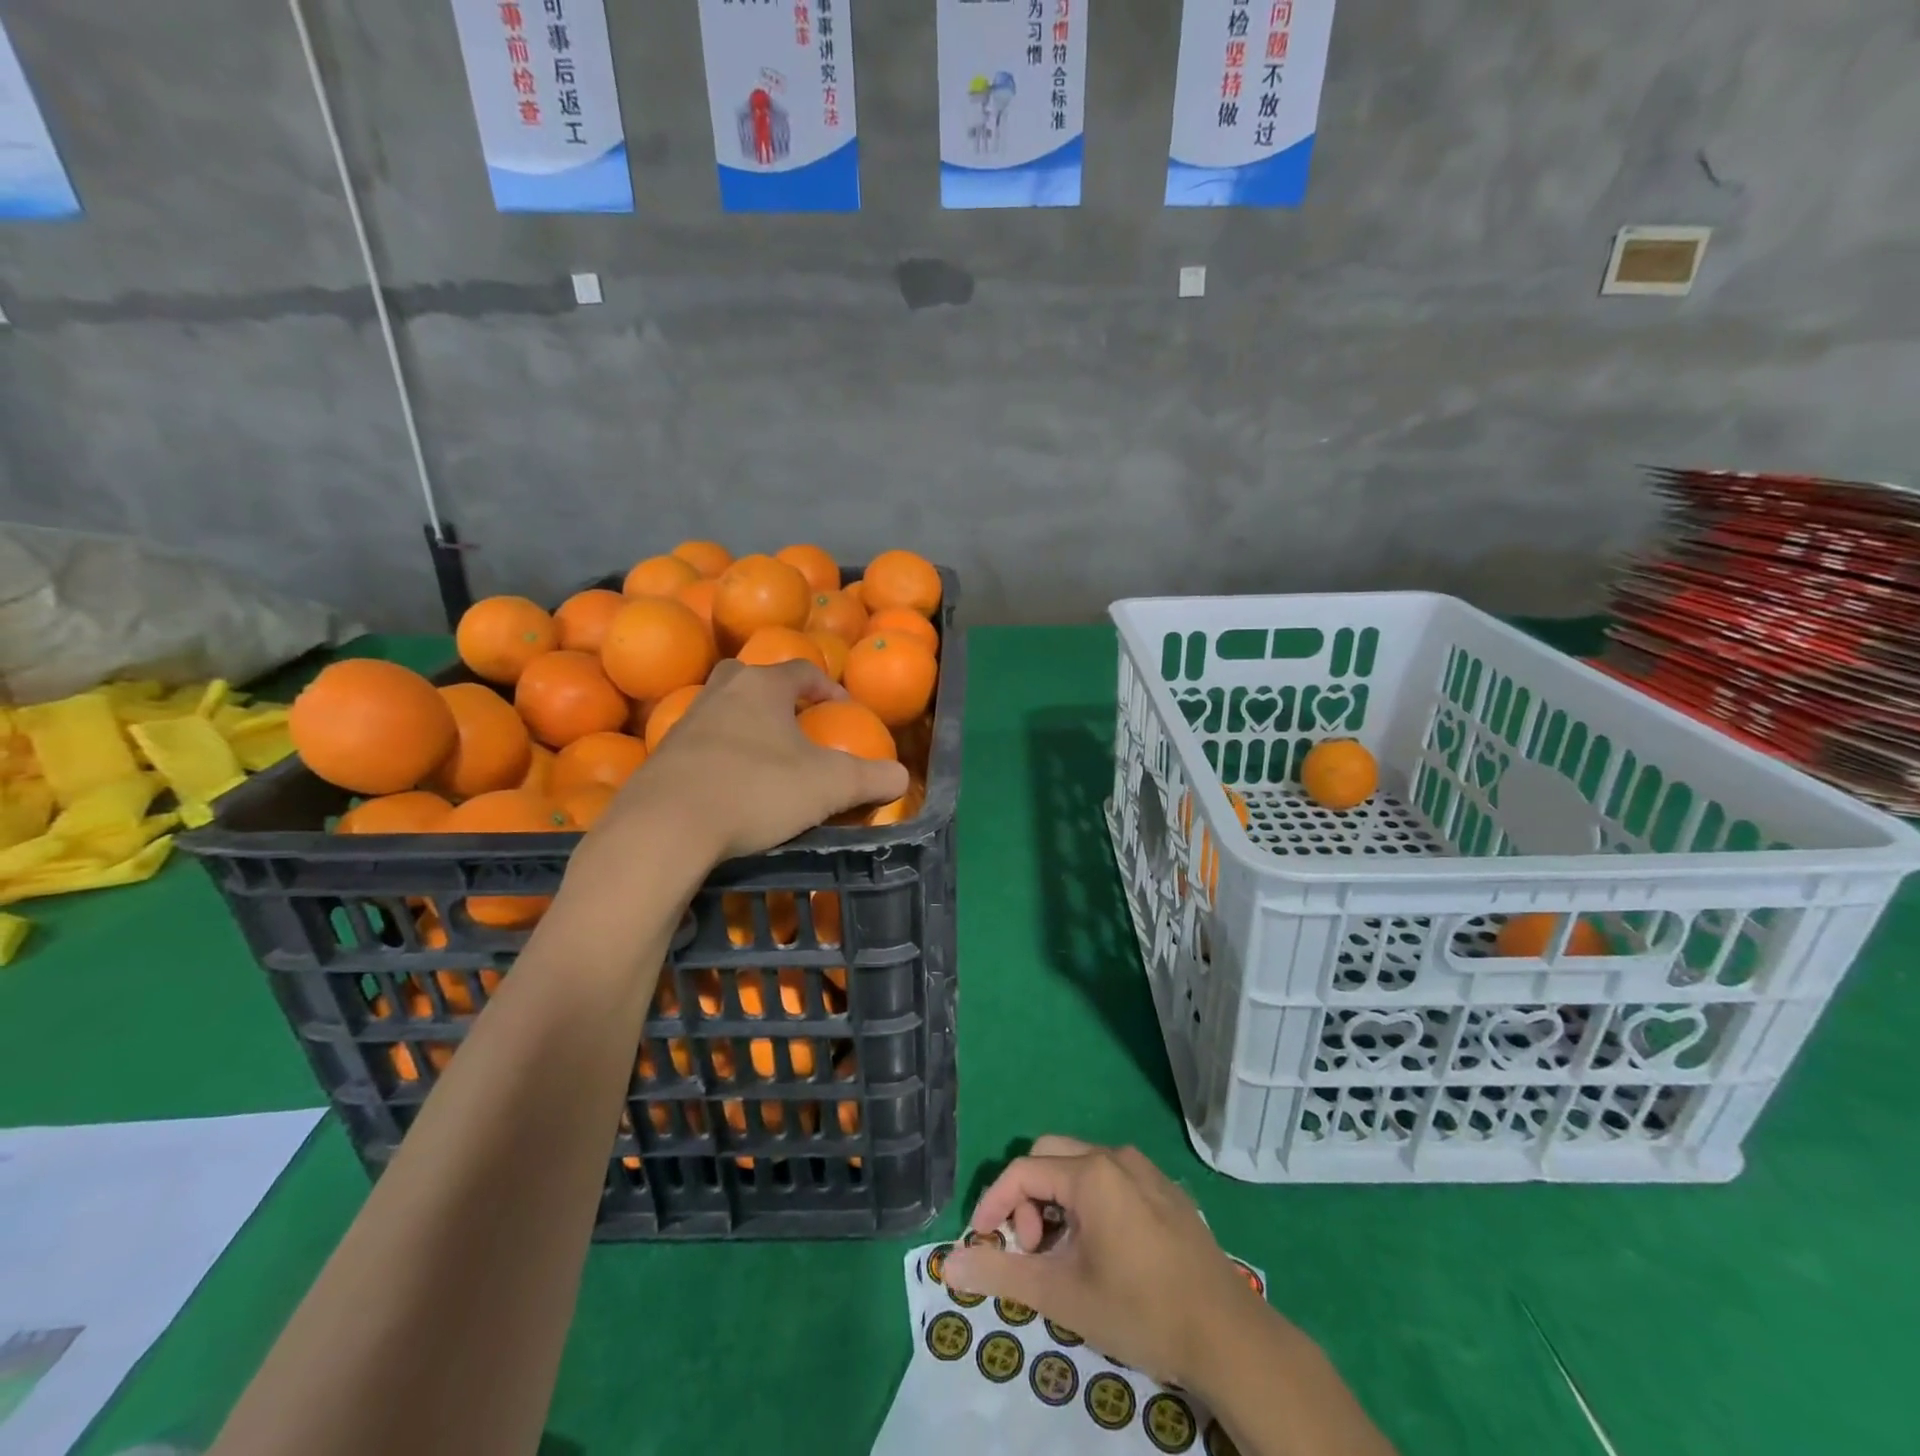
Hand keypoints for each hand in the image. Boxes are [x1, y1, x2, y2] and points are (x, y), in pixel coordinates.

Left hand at [591, 659, 907, 863]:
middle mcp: (721, 692)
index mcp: (763, 687)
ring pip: (723, 710)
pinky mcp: (662, 757)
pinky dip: (720, 756)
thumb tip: (902, 777)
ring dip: (747, 726)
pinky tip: (731, 787)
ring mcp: (685, 723)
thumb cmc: (757, 790)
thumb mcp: (830, 786)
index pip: (802, 670)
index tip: (843, 708)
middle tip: (796, 724)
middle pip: (753, 678)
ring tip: (767, 760)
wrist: (666, 826)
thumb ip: (872, 778)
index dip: (828, 686)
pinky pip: (701, 745)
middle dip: (777, 697)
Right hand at [943, 1136, 1269, 1387]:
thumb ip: (1003, 1273)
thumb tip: (950, 1262)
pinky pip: (1112, 1180)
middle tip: (1034, 1251)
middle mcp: (1116, 1157)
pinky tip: (1104, 1252)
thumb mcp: (1063, 1295)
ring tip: (1066, 1257)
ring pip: (1081, 1167)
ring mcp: (1145, 1171)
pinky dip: (1090, 1204)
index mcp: (1090, 1173)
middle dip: (1028, 1199)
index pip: (1022, 1171)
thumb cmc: (1140, 1309)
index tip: (984, 1242)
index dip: (994, 1202)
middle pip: (1050, 1157)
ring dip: (1058, 1202)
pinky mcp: (1166, 1191)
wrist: (1228, 1336)